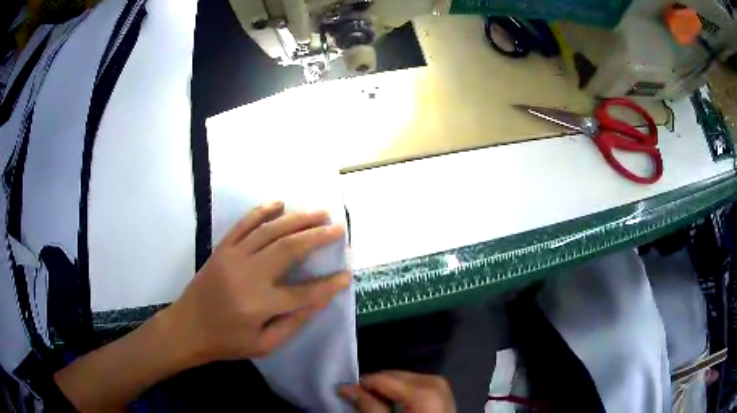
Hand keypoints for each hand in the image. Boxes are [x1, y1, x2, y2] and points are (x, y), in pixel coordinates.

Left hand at [164, 201, 350, 365]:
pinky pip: (244, 224)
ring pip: (269, 231)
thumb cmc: (226, 342)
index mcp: (259, 305)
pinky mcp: (222, 249)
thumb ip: (292, 323)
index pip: (304, 293)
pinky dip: (262, 211)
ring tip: (319, 212)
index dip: (328, 285)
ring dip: (297, 219)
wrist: (186, 328)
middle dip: (317, 236)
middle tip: (338, 227)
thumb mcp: (264, 345)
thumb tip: (319, 300)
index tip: (346, 274)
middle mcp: (248, 276)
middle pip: (289, 248)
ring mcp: (233, 257)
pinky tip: (279, 203)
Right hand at [339, 371, 455, 412]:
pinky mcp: (446, 399)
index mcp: (423, 394)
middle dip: (378, 383)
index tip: (344, 391)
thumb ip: (368, 406)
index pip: (385, 378)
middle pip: (400, 375)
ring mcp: (445, 391)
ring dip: (392, 385)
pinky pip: (424, 385)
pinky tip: (398, 400)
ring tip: (376, 398)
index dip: (362, 384)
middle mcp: (437, 386)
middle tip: (359, 395)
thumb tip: (346, 387)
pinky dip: (408, 390)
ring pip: (411, 377)